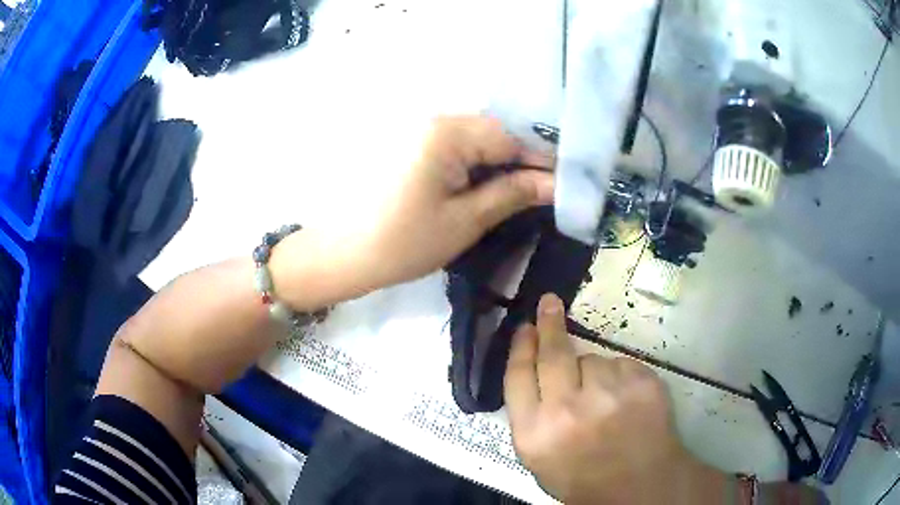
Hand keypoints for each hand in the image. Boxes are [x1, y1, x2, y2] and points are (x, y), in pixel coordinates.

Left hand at [359, 115, 553, 288]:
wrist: (342, 254)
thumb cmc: (402, 243)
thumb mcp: (465, 221)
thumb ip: (513, 194)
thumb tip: (556, 184)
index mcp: (447, 132)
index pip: (510, 137)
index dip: (541, 161)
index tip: (564, 185)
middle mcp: (433, 119)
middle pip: (493, 133)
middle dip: (520, 161)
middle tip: (544, 192)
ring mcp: (419, 130)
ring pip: (476, 140)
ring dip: (499, 163)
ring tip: (519, 192)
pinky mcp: (410, 145)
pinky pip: (455, 146)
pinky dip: (476, 164)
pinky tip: (486, 185)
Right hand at [504, 294, 727, 503]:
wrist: (639, 486)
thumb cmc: (583, 477)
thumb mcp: (539, 459)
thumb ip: (530, 417)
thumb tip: (531, 367)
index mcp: (535, 433)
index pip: (518, 376)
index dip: (521, 347)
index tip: (524, 327)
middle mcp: (567, 410)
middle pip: (553, 353)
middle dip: (549, 324)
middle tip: (549, 303)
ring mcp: (608, 394)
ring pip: (593, 359)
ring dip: (593, 373)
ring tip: (604, 401)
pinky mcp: (641, 383)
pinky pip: (621, 364)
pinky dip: (619, 377)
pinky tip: (624, 401)